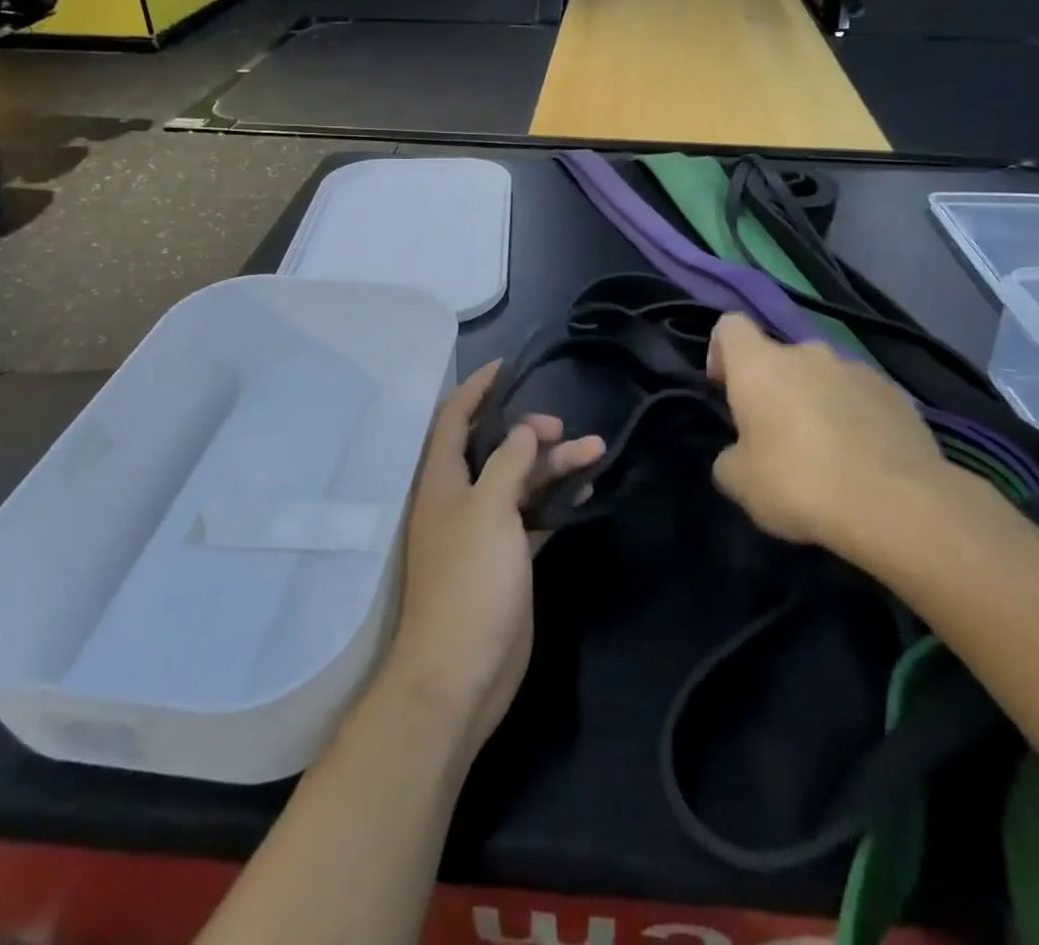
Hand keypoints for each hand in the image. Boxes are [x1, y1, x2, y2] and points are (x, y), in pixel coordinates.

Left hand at [378, 361, 604, 756]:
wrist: (460, 673)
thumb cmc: (469, 582)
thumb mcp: (489, 511)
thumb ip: (507, 463)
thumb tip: (525, 429)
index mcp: (442, 480)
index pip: (454, 417)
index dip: (477, 388)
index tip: (507, 366)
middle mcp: (460, 498)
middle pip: (494, 447)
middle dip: (527, 429)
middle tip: (562, 427)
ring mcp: (485, 530)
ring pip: (520, 481)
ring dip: (553, 465)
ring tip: (596, 449)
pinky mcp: (508, 558)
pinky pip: (534, 515)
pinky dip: (556, 501)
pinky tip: (585, 491)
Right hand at [707, 313, 967, 560]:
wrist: (897, 505)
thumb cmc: (799, 484)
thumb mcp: (739, 482)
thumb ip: (730, 457)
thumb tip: (739, 453)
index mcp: (760, 364)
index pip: (730, 327)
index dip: (721, 353)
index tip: (726, 391)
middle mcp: (808, 353)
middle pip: (780, 357)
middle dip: (775, 389)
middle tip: (776, 437)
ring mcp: (857, 369)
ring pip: (823, 377)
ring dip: (816, 402)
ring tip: (826, 454)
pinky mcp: (897, 394)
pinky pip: (861, 397)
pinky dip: (855, 418)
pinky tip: (862, 461)